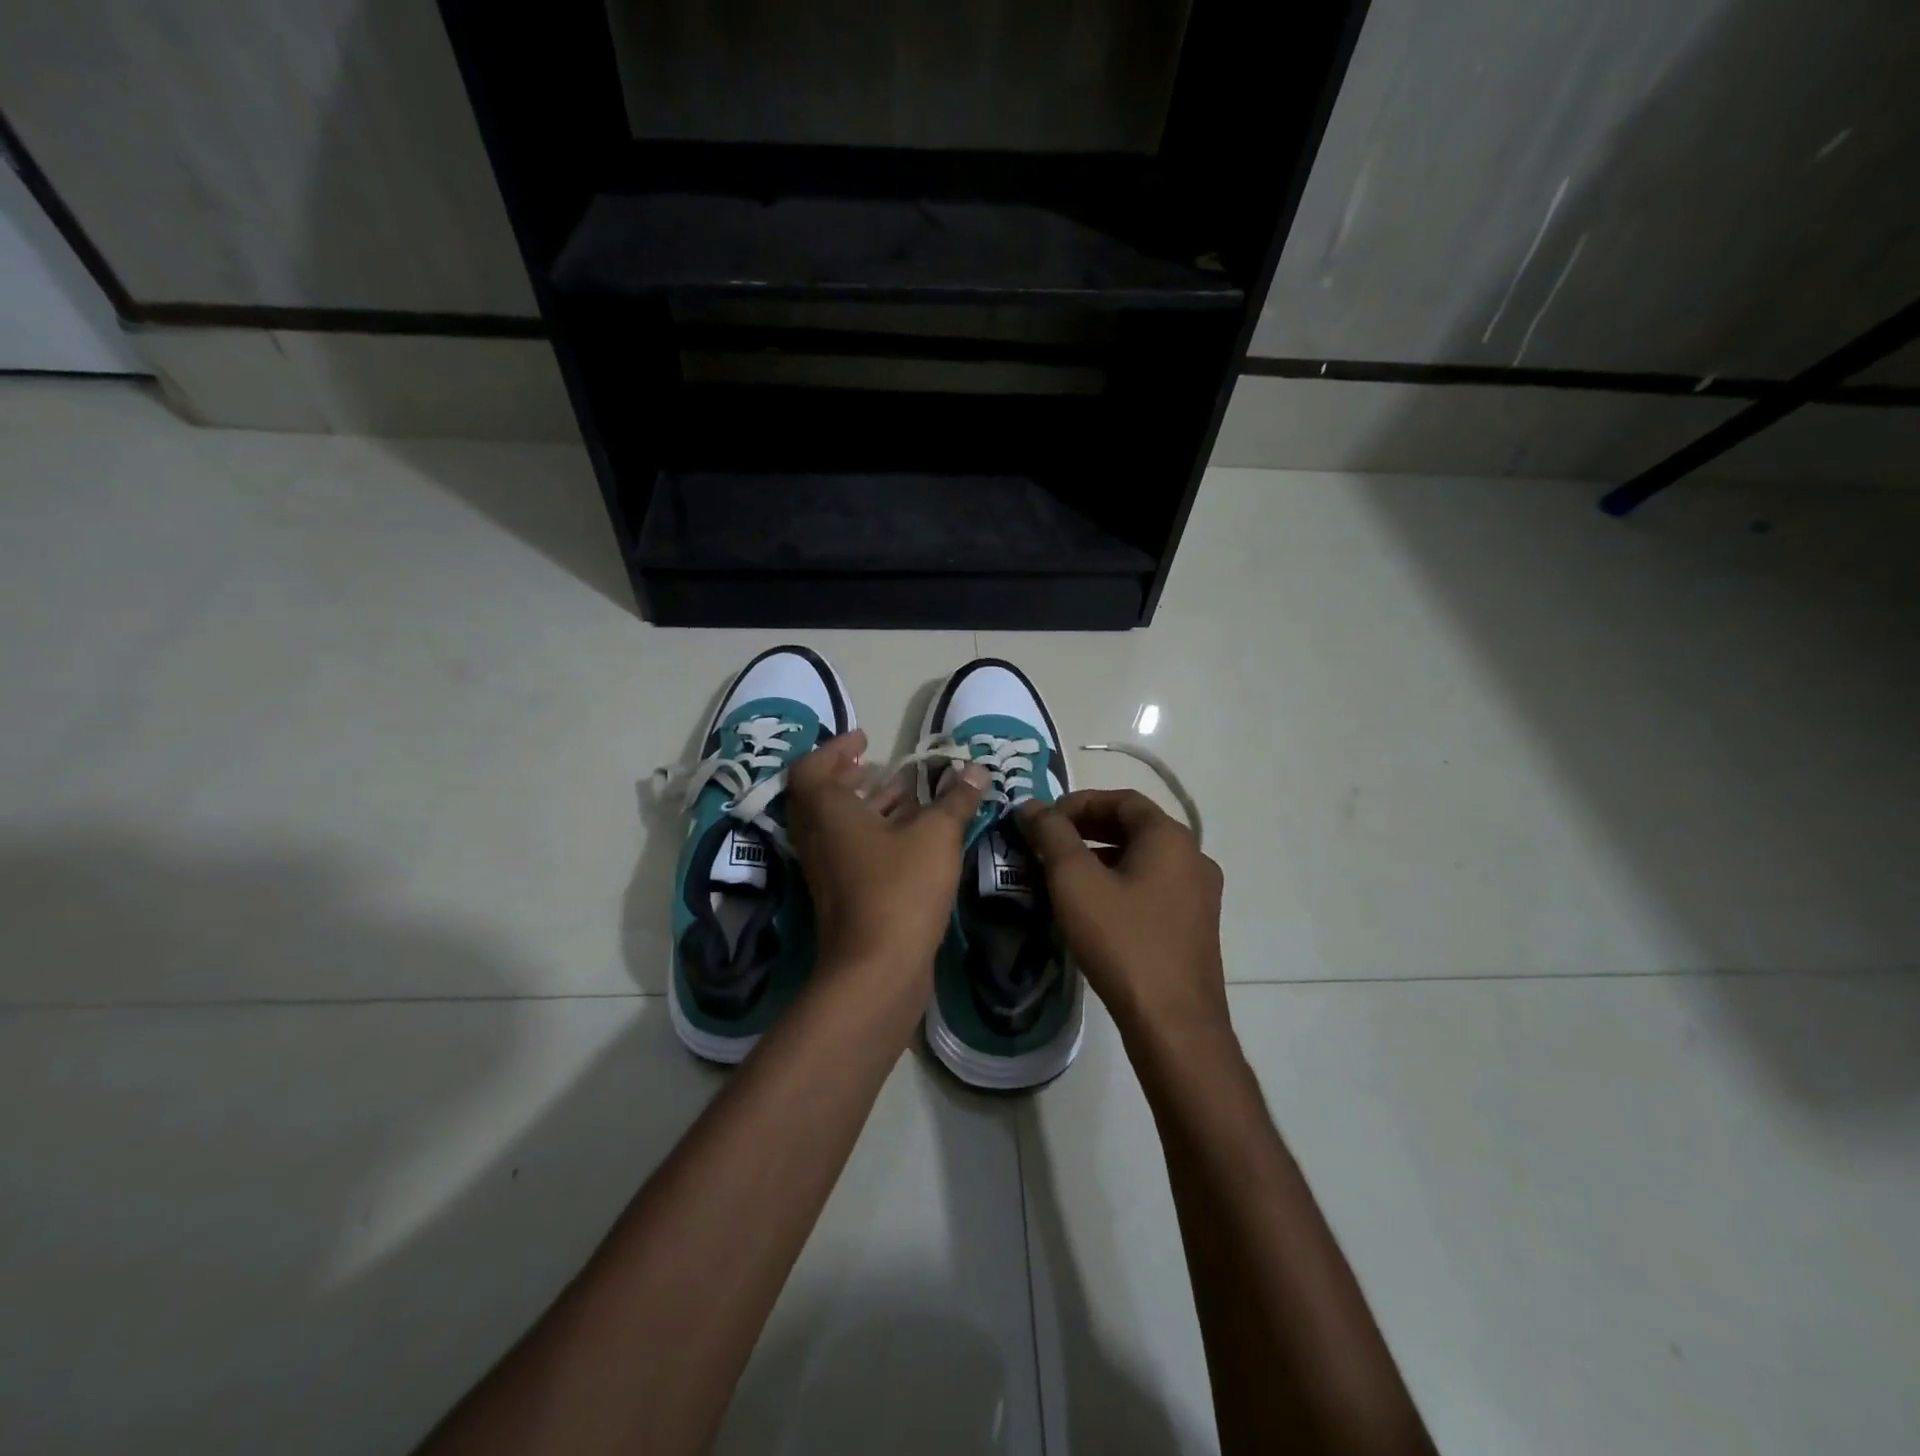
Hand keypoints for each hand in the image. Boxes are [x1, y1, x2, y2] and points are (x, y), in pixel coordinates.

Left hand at [787, 731, 987, 978]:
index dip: (836, 749)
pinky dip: (877, 835)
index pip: (812, 767)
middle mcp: (818, 837)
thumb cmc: (900, 887)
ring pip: (841, 826)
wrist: (878, 969)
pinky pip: (854, 851)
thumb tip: (976, 769)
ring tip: (908, 792)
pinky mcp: (844, 896)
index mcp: (827, 811)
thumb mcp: (936, 835)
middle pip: (824, 796)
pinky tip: (914, 836)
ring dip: (869, 805)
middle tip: (880, 764)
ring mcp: (828, 870)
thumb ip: (955, 799)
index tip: (865, 739)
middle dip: (852, 776)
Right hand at [1016, 790, 1227, 1038]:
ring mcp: (1199, 894)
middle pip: (1134, 826)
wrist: (1174, 1024)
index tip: (1043, 820)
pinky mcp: (1194, 926)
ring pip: (1142, 859)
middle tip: (1047, 844)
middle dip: (1087, 829)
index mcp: (1170, 837)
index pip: (1122, 798)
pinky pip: (1152, 887)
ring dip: (1101, 857)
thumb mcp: (1075, 882)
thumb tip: (1032, 805)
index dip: (1078, 802)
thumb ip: (1052, 834)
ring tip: (1061, 875)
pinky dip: (1119, 883)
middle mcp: (1193, 857)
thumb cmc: (1123, 941)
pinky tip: (1091, 908)